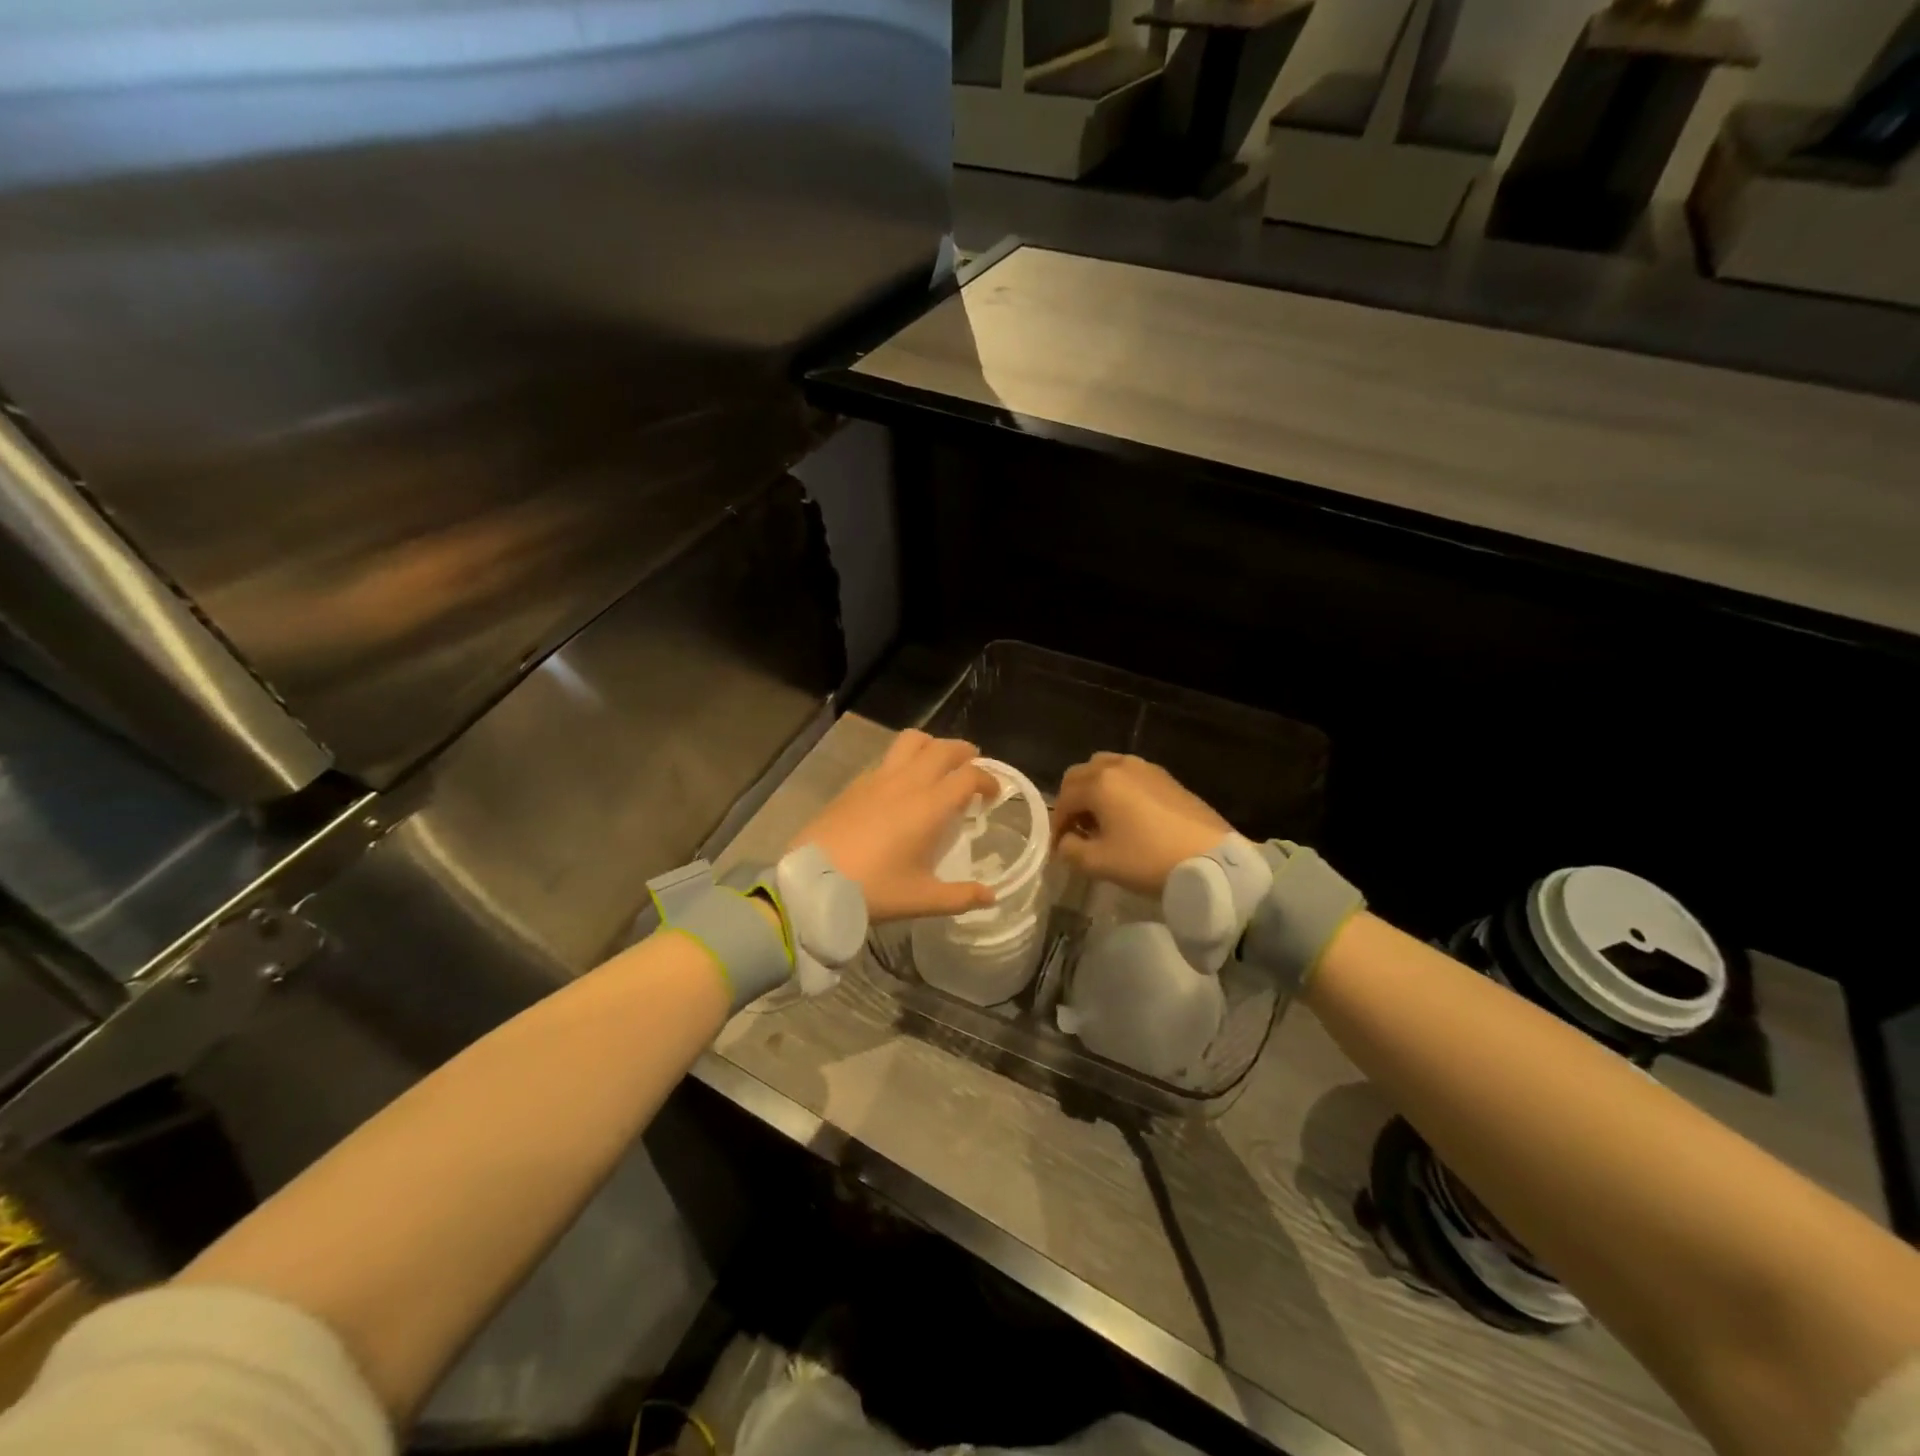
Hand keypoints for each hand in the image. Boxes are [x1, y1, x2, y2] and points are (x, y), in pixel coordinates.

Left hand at [794, 730, 1000, 921]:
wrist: (812, 882)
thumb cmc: (872, 890)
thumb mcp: (921, 899)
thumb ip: (960, 896)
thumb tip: (991, 897)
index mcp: (930, 806)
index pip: (969, 775)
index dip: (989, 779)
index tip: (994, 795)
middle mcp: (907, 782)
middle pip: (943, 748)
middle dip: (964, 753)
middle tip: (972, 770)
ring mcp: (877, 778)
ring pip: (912, 741)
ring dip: (932, 746)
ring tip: (937, 766)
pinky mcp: (855, 784)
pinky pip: (887, 758)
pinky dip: (903, 761)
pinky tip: (900, 787)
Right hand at [1051, 753, 1230, 895]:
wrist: (1211, 859)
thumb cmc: (1148, 859)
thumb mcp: (1100, 863)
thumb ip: (1070, 850)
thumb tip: (1066, 842)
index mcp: (1099, 783)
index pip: (1064, 798)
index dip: (1057, 825)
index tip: (1059, 848)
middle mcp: (1119, 766)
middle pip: (1081, 774)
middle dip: (1073, 801)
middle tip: (1076, 830)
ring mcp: (1145, 768)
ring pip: (1106, 769)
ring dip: (1095, 790)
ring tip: (1102, 821)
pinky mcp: (1166, 777)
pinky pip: (1130, 775)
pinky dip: (1118, 789)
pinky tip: (1128, 817)